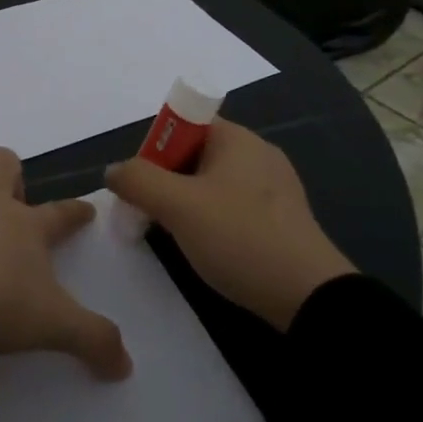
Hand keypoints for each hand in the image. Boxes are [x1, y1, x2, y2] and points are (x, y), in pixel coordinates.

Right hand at [105, 119, 355, 330]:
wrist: (308, 296)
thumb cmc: (240, 238)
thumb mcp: (178, 207)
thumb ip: (138, 181)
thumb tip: (114, 171)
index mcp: (236, 138)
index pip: (184, 125)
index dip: (156, 150)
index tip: (143, 186)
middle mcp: (258, 153)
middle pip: (195, 154)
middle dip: (166, 181)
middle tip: (150, 215)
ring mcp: (274, 186)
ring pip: (212, 184)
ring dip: (186, 204)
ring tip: (174, 236)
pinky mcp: (282, 217)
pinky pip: (233, 207)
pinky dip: (212, 221)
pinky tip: (207, 249)